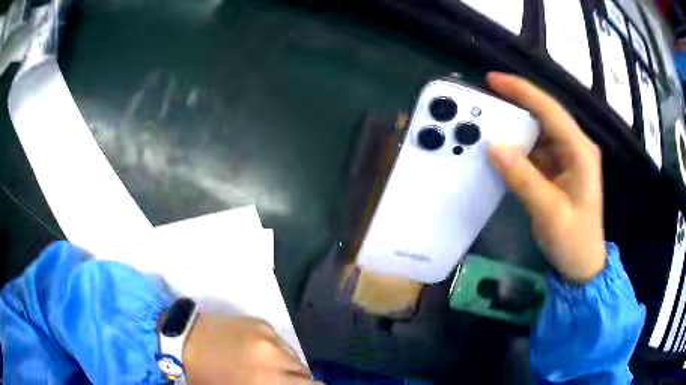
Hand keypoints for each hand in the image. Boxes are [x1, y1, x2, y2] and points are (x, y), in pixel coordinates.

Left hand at [183, 315, 316, 383]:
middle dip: (296, 380)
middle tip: (278, 382)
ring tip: (266, 367)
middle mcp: (274, 356)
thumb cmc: (209, 377)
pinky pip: (280, 342)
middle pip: (305, 372)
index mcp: (267, 380)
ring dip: (286, 365)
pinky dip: (275, 351)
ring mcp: (268, 336)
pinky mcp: (261, 323)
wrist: (185, 342)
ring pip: (294, 356)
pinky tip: (257, 352)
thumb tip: (285, 384)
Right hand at [486, 72, 605, 282]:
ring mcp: (568, 158)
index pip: (550, 110)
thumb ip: (523, 178)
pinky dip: (520, 148)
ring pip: (539, 132)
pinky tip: (503, 148)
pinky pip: (537, 150)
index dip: (521, 91)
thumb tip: (494, 147)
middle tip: (486, 100)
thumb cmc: (573, 240)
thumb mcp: (549, 212)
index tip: (492, 79)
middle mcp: (575, 147)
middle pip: (544, 115)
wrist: (583, 264)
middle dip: (516, 104)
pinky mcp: (560, 170)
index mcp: (580, 151)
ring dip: (516, 127)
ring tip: (489, 122)